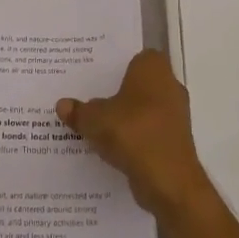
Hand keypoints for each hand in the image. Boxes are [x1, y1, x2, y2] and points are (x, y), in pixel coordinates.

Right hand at [57, 49, 211, 218]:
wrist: (169, 180)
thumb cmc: (133, 133)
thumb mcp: (95, 120)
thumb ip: (79, 111)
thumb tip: (62, 105)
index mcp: (153, 67)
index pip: (134, 57)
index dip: (115, 66)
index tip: (95, 76)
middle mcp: (169, 84)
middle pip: (138, 84)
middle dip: (118, 93)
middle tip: (90, 100)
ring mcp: (176, 114)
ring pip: (144, 110)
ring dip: (126, 118)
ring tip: (97, 126)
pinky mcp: (176, 141)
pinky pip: (150, 132)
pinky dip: (135, 139)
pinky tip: (113, 149)